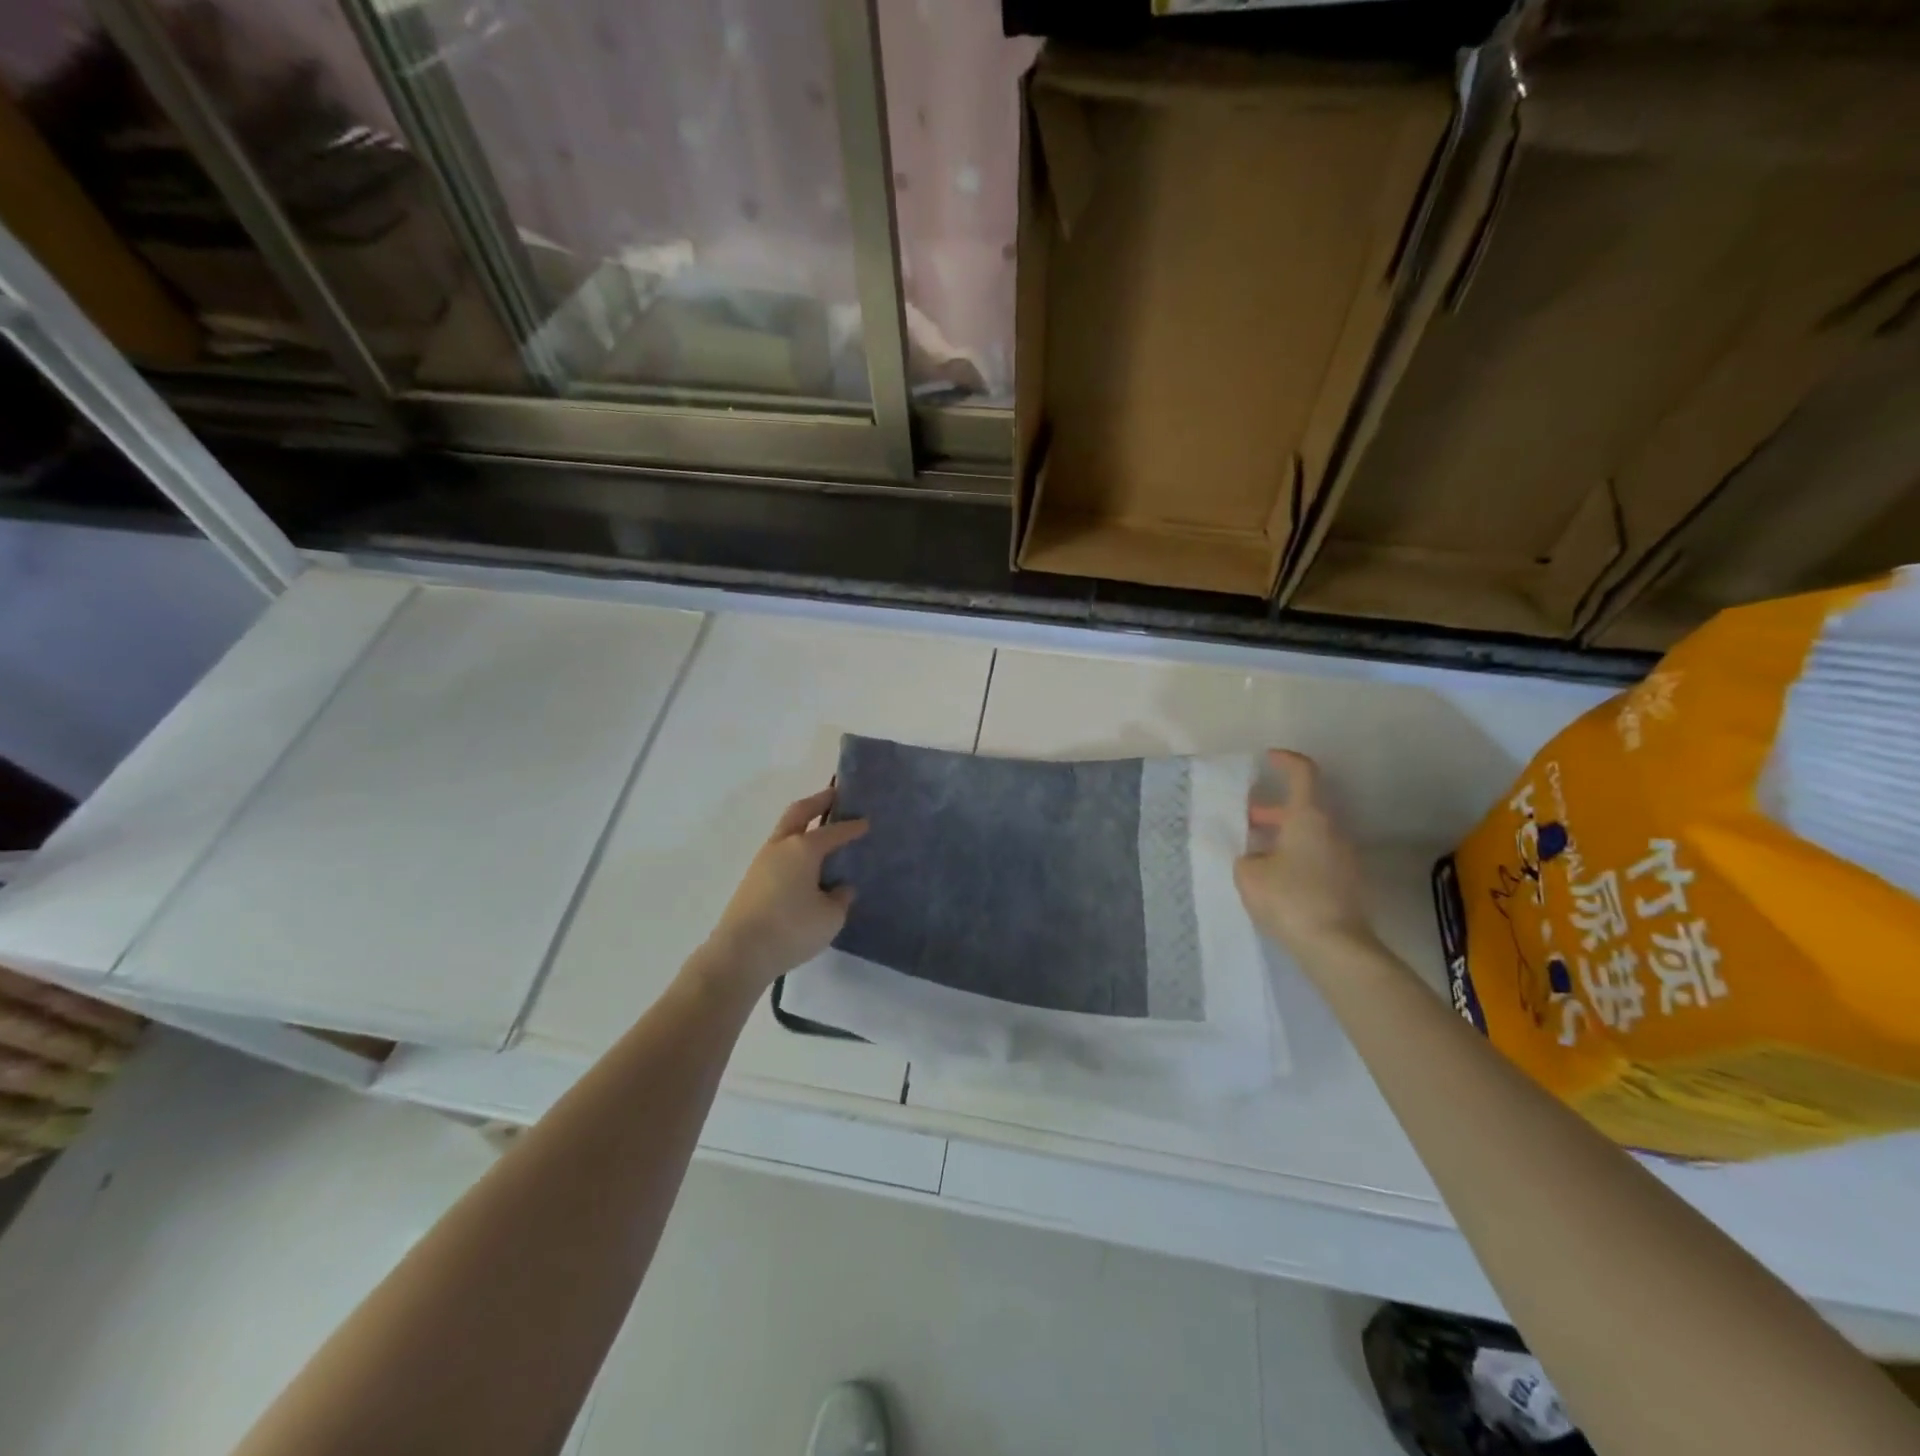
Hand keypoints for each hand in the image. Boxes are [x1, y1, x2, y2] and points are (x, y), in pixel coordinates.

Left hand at [700, 787, 867, 992]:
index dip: (852, 826)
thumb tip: (839, 887)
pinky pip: (779, 854)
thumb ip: (840, 898)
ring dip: (803, 826)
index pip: (834, 831)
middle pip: (799, 813)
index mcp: (803, 848)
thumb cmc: (792, 929)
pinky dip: (794, 849)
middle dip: (818, 801)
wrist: (739, 954)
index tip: (866, 821)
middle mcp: (781, 847)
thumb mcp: (830, 917)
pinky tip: (805, 865)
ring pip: (785, 832)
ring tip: (822, 831)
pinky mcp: (752, 881)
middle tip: (835, 795)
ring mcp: (761, 863)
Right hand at [1234, 750, 1376, 963]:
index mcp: (1308, 817)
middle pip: (1305, 807)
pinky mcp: (1348, 882)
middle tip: (1247, 818)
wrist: (1336, 947)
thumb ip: (1247, 857)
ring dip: (1284, 835)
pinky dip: (1296, 855)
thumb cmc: (1289, 898)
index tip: (1269, 758)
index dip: (1286, 761)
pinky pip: (1318, 856)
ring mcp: (1344, 857)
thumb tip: (1258, 858)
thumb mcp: (1249, 874)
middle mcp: (1332, 830)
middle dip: (1274, 809)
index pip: (1303, 774)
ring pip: (1311, 833)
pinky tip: (1275, 876)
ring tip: (1255, 852)